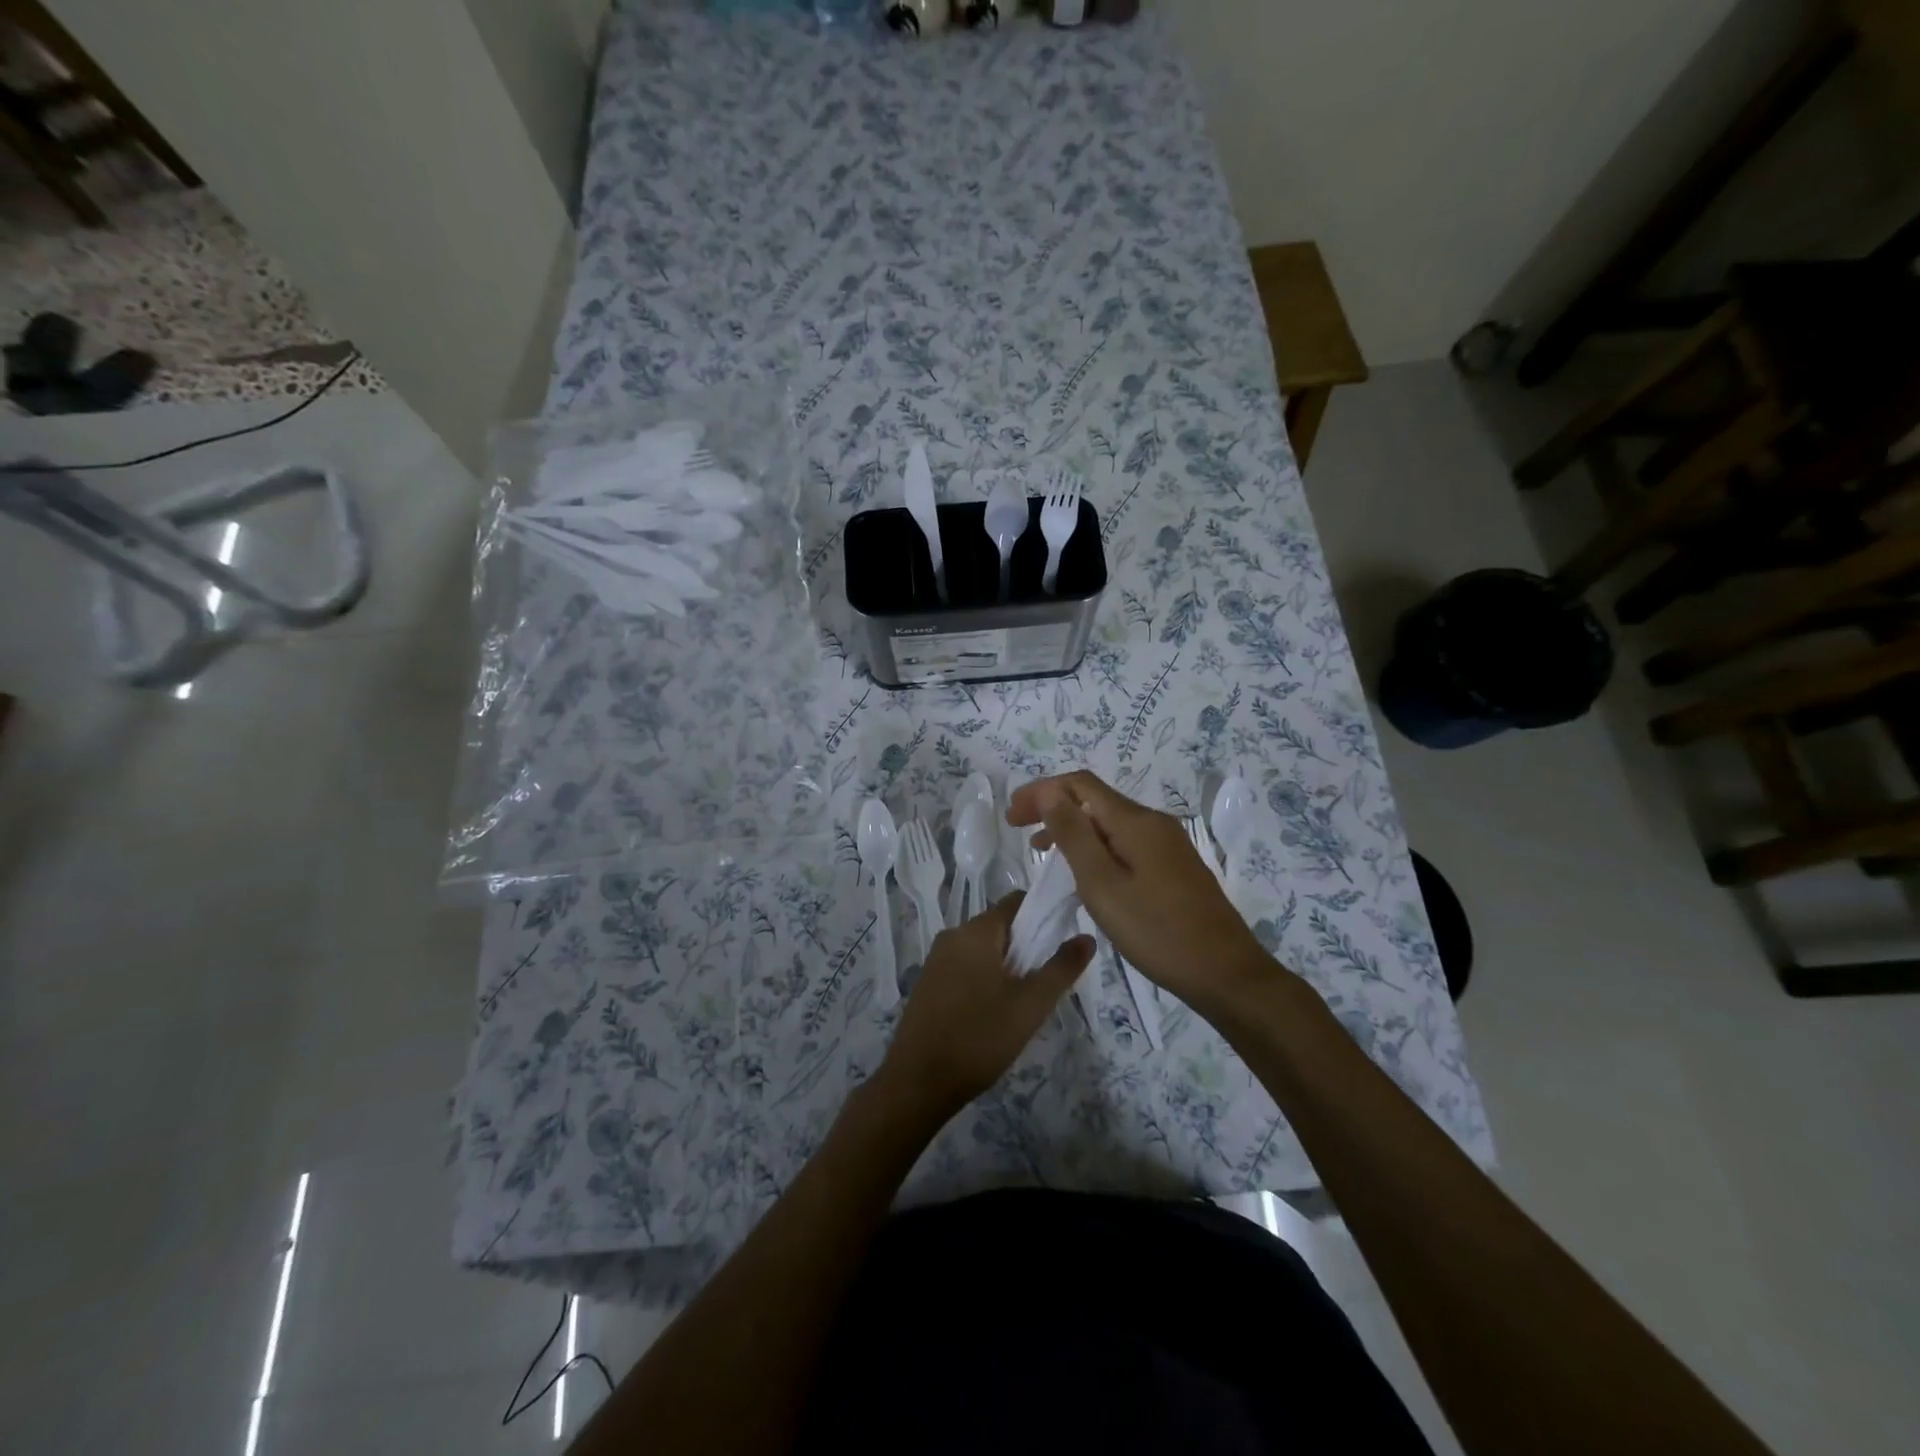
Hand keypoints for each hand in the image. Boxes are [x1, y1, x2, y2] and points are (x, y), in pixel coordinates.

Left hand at [877, 891, 1091, 1121]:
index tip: (1061, 943)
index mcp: (976, 931)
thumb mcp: (1030, 1005)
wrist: (919, 1082)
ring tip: (1022, 1004)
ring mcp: (936, 960)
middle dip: (1026, 948)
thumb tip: (1087, 937)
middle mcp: (952, 936)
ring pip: (983, 950)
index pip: (1017, 902)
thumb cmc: (979, 1037)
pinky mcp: (928, 984)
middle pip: (1000, 927)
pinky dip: (984, 980)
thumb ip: (1061, 968)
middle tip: (1043, 984)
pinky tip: (993, 1014)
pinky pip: (965, 968)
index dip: (1043, 915)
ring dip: (1006, 967)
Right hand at [1008, 770, 1274, 1013]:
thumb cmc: (1157, 931)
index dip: (1041, 791)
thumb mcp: (1103, 885)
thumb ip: (1073, 835)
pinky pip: (1126, 842)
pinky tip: (1086, 875)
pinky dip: (1096, 847)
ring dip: (1074, 829)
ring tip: (1044, 855)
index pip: (1079, 784)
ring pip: (1110, 823)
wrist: (1225, 973)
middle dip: (1054, 808)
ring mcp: (1168, 845)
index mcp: (1135, 821)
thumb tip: (1050, 793)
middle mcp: (1153, 823)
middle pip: (1095, 799)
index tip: (1012, 817)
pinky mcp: (1174, 867)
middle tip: (1020, 833)